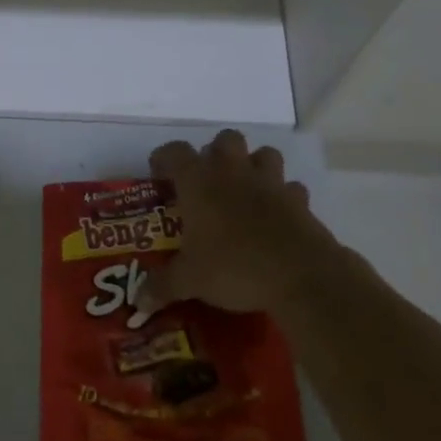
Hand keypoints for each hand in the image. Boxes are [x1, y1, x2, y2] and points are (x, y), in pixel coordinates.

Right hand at [145, 129, 352, 315]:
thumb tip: (139, 301)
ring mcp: (271, 184)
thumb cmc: (234, 267)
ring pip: (263, 154)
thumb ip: (162, 286)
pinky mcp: (300, 202)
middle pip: (225, 140)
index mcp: (199, 182)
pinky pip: (290, 188)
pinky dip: (282, 196)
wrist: (301, 276)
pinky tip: (275, 216)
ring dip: (252, 165)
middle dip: (215, 153)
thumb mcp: (190, 281)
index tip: (158, 176)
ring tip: (243, 191)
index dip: (164, 159)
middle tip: (206, 181)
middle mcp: (234, 173)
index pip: (175, 152)